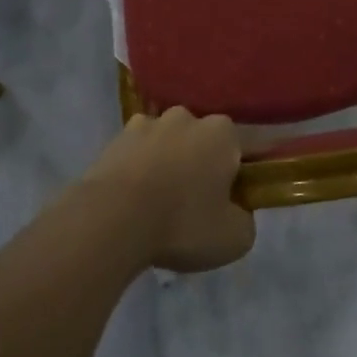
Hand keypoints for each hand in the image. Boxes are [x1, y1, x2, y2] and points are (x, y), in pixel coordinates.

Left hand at [80, 109, 253, 272]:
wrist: (112, 220)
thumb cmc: (183, 224)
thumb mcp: (235, 238)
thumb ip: (245, 219)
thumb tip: (236, 212)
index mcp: (222, 133)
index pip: (240, 148)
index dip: (236, 175)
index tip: (228, 202)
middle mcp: (186, 117)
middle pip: (200, 142)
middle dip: (199, 164)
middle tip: (193, 204)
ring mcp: (146, 124)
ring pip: (165, 145)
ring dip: (165, 164)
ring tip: (156, 204)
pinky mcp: (113, 140)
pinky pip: (134, 155)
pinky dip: (136, 171)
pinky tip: (131, 201)